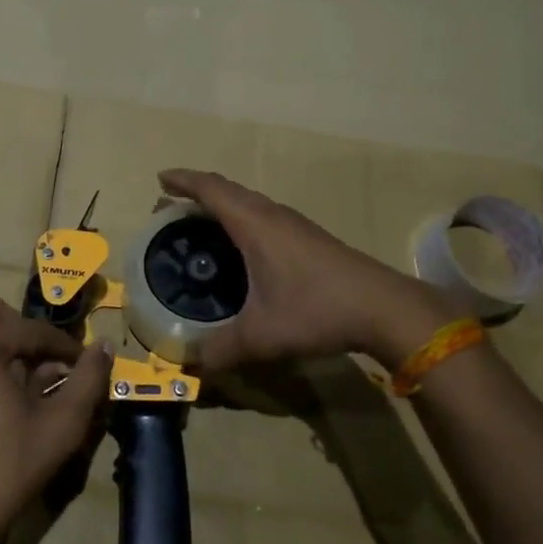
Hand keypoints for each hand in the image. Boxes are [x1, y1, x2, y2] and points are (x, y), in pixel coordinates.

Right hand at [157, 168, 472, 370]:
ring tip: (201, 224)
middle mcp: (273, 215)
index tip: (160, 179)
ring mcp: (295, 224)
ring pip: (250, 202)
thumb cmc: (316, 310)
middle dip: (197, 192)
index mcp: (254, 225)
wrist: (382, 307)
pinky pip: (264, 215)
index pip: (211, 189)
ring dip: (222, 204)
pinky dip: (242, 219)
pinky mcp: (310, 237)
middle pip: (229, 190)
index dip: (183, 180)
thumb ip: (222, 350)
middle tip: (171, 206)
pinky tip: (243, 247)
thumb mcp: (262, 336)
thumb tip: (192, 364)